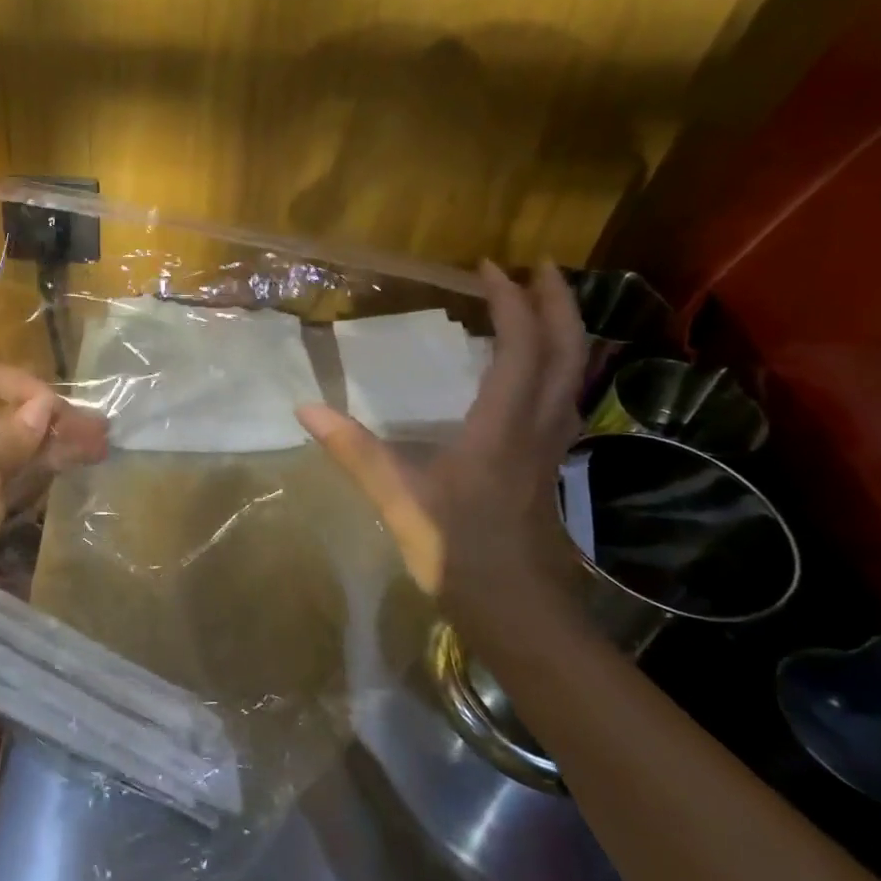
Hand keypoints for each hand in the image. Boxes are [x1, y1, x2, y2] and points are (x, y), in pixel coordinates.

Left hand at [0, 363, 108, 638]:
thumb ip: (16, 440)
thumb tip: (44, 402)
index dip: (27, 386)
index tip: (60, 411)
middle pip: (7, 415)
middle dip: (52, 420)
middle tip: (99, 433)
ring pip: (14, 446)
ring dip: (53, 445)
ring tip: (98, 449)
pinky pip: (10, 474)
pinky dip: (38, 470)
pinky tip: (69, 469)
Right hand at [298, 260, 587, 624]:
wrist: (518, 613)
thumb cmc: (457, 554)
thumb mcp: (397, 501)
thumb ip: (354, 452)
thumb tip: (305, 408)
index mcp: (501, 428)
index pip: (520, 348)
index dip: (511, 302)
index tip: (488, 267)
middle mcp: (537, 427)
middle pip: (568, 351)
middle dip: (558, 302)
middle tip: (538, 267)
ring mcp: (550, 447)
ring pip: (575, 375)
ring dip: (565, 331)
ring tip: (541, 306)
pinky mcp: (548, 465)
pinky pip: (564, 398)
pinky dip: (557, 366)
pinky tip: (533, 373)